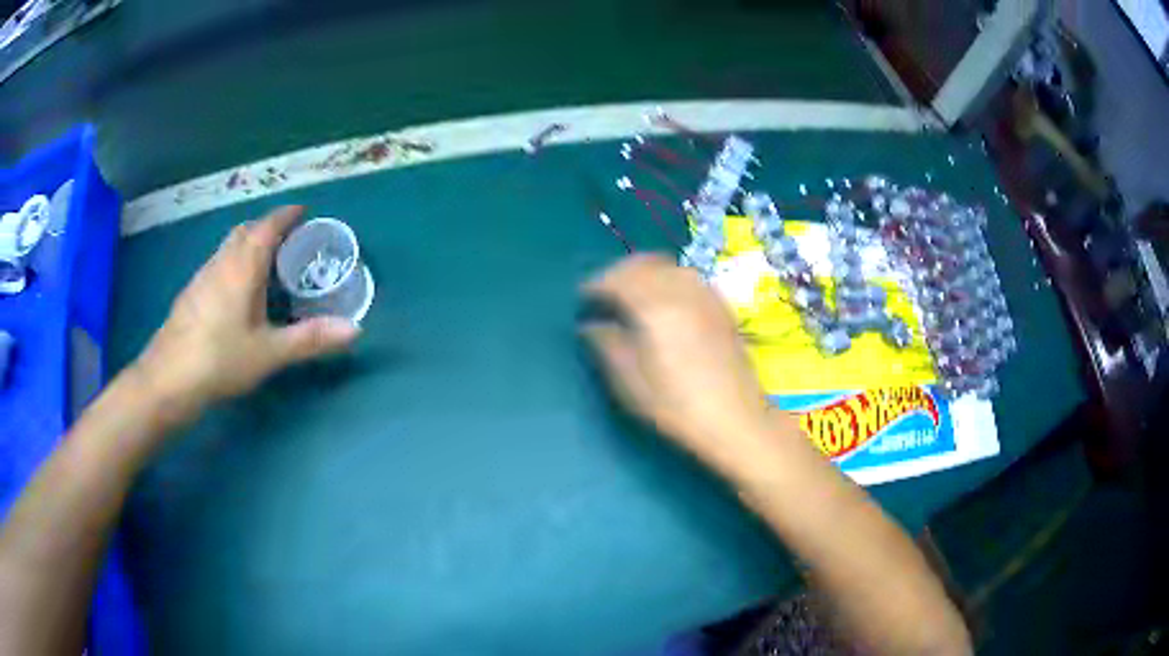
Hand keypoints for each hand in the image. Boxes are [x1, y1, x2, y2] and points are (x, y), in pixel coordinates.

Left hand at [132, 206, 359, 422]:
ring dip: (248, 243)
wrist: (168, 379)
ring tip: (266, 263)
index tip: (304, 212)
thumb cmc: (220, 359)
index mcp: (243, 266)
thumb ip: (309, 339)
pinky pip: (218, 264)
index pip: (267, 226)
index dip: (286, 215)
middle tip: (288, 240)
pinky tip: (237, 292)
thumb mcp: (269, 352)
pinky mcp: (191, 294)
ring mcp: (202, 277)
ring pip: (229, 247)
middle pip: (245, 231)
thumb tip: (355, 330)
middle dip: (267, 226)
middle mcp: (221, 262)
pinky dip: (234, 263)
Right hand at [580, 254, 784, 476]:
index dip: (594, 287)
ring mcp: (706, 295)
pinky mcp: (722, 307)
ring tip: (633, 298)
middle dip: (619, 274)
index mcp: (653, 305)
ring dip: (645, 273)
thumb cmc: (676, 405)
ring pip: (668, 266)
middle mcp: (681, 289)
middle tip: (604, 296)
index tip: (582, 302)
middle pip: (643, 263)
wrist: (736, 419)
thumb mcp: (629, 382)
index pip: (616, 278)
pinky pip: (689, 278)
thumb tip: (591, 325)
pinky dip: (669, 280)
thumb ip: (605, 345)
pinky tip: (666, 305)